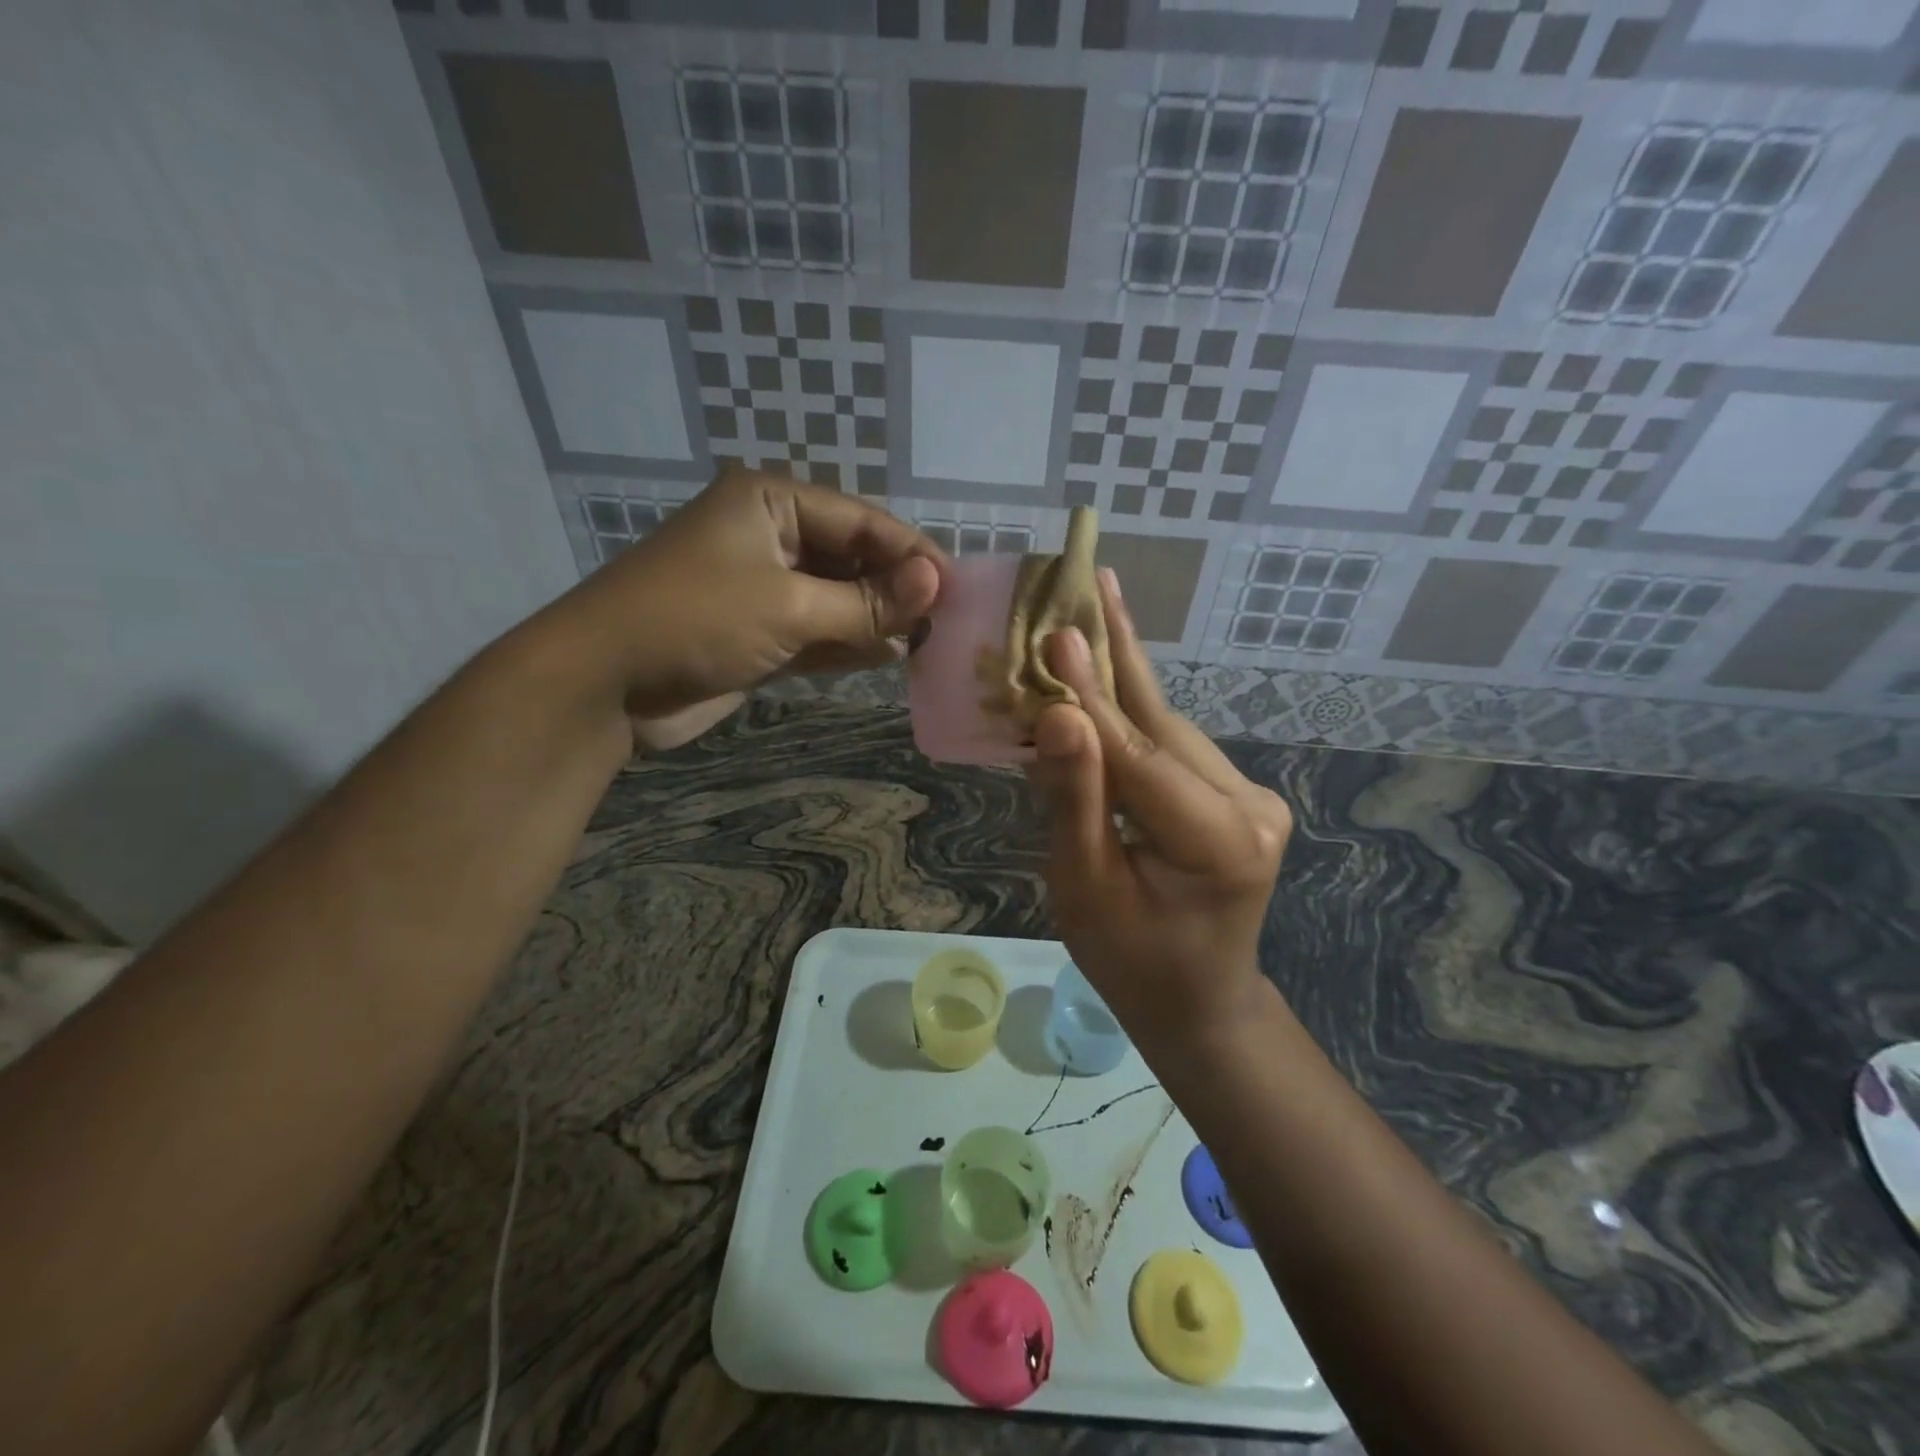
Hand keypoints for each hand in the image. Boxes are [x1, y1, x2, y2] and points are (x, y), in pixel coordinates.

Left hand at [563, 469, 940, 747]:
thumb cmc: (696, 621)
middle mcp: (770, 536)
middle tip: (946, 622)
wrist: (605, 684)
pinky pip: (818, 630)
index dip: (911, 554)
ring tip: (926, 642)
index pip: (861, 520)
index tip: (956, 589)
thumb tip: (937, 586)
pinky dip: (849, 643)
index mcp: (772, 504)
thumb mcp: (789, 606)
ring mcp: (764, 587)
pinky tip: (888, 656)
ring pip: (838, 597)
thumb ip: (865, 601)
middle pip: (852, 558)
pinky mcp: (759, 632)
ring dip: (876, 619)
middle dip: (896, 589)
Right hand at [1026, 570, 1292, 1053]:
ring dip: (1120, 679)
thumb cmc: (1130, 960)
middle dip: (1116, 655)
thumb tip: (1059, 716)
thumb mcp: (1085, 889)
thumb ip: (1075, 799)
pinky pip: (1174, 747)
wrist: (1196, 1000)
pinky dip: (1132, 715)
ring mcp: (1254, 798)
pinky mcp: (1242, 796)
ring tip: (1089, 610)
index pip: (1139, 755)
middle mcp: (1250, 807)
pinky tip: (1105, 673)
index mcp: (1217, 842)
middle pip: (1162, 724)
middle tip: (1089, 579)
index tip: (1056, 631)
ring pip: (1169, 728)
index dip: (1090, 694)